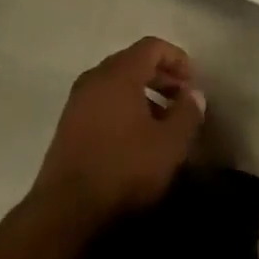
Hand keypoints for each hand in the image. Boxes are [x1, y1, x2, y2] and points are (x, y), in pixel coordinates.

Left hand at [30, 36, 205, 223]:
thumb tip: (194, 95)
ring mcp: (77, 101)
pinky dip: (123, 109)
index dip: (177, 58)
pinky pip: (102, 102)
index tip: (192, 82)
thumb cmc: (123, 169)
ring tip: (162, 123)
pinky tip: (135, 139)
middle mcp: (95, 78)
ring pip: (117, 84)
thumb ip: (187, 113)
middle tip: (181, 101)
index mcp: (119, 73)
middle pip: (133, 62)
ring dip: (143, 95)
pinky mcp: (67, 125)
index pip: (152, 46)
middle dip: (161, 77)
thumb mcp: (169, 144)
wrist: (64, 212)